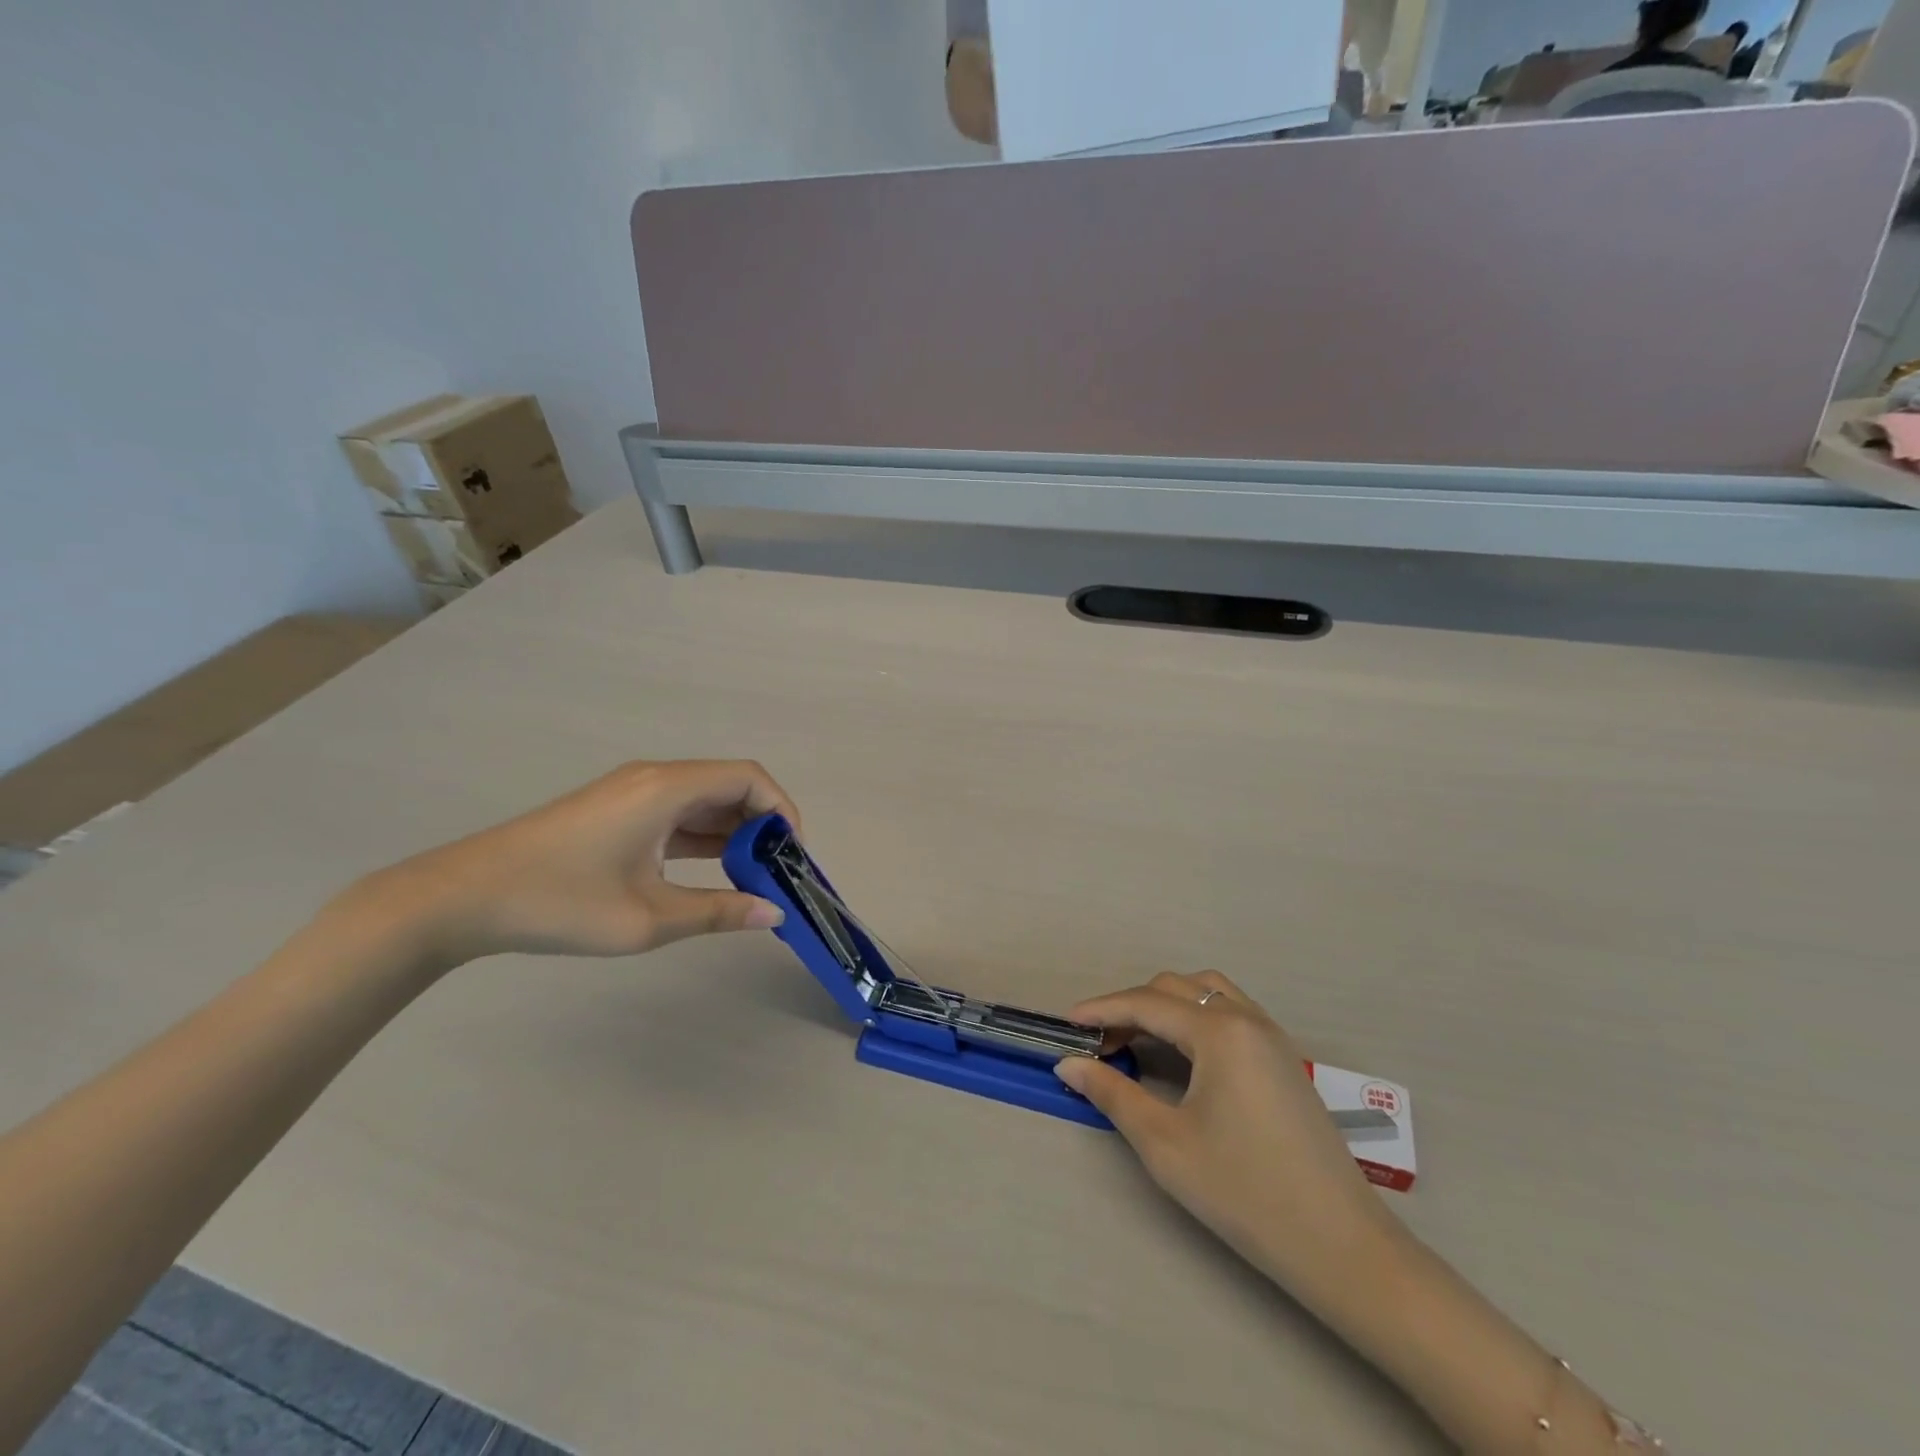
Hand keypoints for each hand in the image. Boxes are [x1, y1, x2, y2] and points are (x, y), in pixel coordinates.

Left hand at [350, 759, 798, 965]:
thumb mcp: (648, 918)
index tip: (794, 855)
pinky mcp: (616, 810)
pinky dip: (703, 837)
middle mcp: (655, 778)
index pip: (749, 778)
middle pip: (730, 785)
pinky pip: (677, 813)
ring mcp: (632, 792)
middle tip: (778, 872)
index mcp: (667, 788)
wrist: (461, 898)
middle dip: (763, 824)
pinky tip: (711, 871)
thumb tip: (773, 913)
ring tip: (752, 877)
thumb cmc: (561, 903)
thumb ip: (718, 911)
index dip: (783, 810)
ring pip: (703, 800)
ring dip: (733, 832)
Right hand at [1055, 972, 1404, 1304]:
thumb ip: (1113, 1094)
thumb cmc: (1246, 1192)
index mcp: (1219, 1031)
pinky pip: (1230, 1011)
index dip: (1101, 1010)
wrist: (1341, 1246)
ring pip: (1206, 992)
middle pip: (1175, 989)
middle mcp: (1247, 1018)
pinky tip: (1183, 1052)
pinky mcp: (1284, 1059)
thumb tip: (1070, 1064)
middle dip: (1130, 1007)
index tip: (1066, 1023)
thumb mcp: (1166, 1145)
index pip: (1146, 1003)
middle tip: (1099, 1044)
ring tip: (1138, 1039)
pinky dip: (1195, 1016)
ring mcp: (1272, 1036)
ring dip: (1165, 1005)